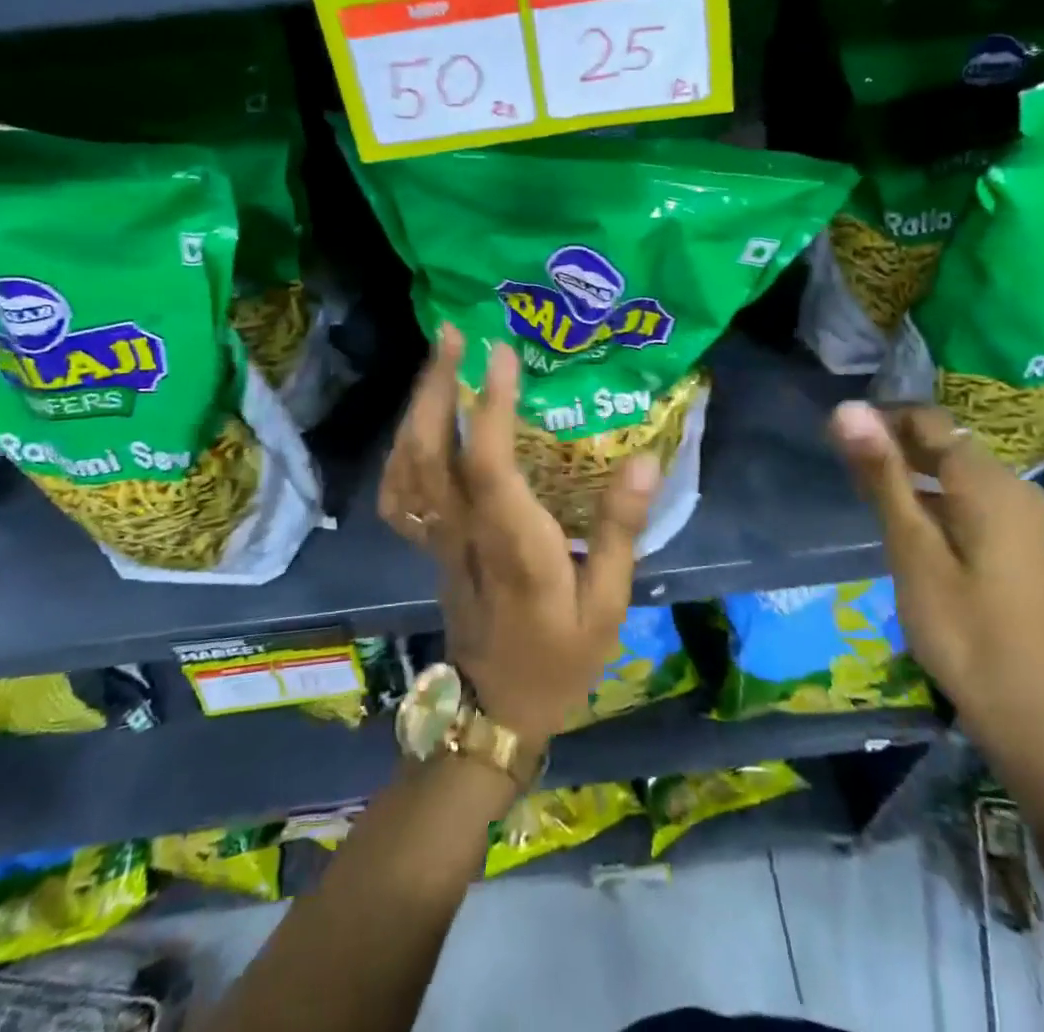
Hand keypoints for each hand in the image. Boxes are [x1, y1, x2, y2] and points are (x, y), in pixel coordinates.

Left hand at [379, 325, 661, 745]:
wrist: (496, 708)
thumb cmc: (560, 657)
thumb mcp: (607, 604)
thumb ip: (620, 531)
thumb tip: (645, 461)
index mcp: (513, 543)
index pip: (489, 464)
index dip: (491, 405)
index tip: (500, 353)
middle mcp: (465, 532)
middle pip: (431, 451)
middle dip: (438, 386)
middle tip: (454, 335)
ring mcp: (438, 538)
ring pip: (407, 465)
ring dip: (418, 406)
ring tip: (439, 362)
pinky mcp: (431, 543)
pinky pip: (399, 490)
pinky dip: (402, 448)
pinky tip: (421, 421)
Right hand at [828, 402, 1043, 752]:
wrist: (1026, 711)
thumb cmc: (960, 628)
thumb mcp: (911, 547)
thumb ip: (882, 474)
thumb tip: (846, 408)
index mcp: (990, 482)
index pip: (929, 421)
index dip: (880, 419)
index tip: (836, 437)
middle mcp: (1014, 487)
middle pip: (944, 443)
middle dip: (893, 445)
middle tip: (844, 466)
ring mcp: (1021, 515)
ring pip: (954, 471)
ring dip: (909, 472)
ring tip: (864, 490)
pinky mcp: (1018, 541)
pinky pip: (968, 497)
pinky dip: (932, 497)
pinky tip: (904, 520)